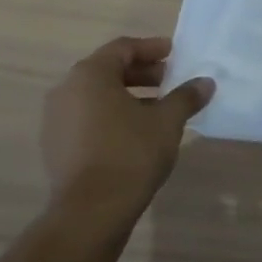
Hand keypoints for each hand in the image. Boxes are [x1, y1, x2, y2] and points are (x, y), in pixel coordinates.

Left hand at [40, 36, 214, 229]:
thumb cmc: (130, 153)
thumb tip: (205, 82)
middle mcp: (66, 91)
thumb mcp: (167, 121)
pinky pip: (87, 119)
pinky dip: (112, 117)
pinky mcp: (56, 147)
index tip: (174, 54)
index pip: (122, 48)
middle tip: (169, 80)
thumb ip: (186, 96)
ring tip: (158, 109)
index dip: (151, 48)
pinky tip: (136, 133)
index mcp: (89, 75)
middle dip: (141, 73)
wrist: (90, 213)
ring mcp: (56, 121)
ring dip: (128, 96)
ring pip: (97, 96)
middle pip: (108, 70)